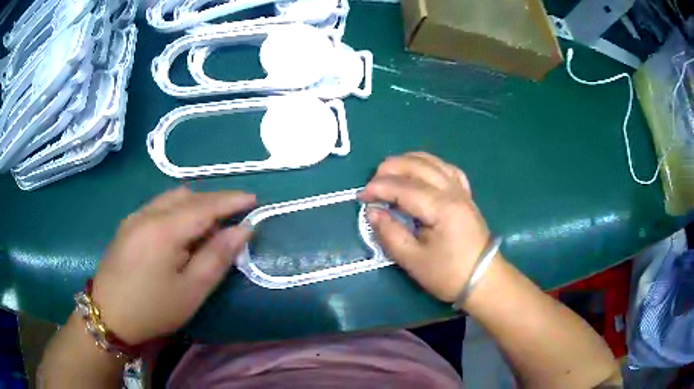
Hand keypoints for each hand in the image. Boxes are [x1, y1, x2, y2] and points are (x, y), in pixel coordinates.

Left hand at [91, 187, 255, 343]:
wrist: (108, 315)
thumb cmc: (153, 308)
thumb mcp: (191, 290)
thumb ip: (217, 257)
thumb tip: (241, 230)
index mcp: (165, 229)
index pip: (205, 205)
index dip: (231, 200)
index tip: (254, 199)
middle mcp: (148, 213)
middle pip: (188, 195)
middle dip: (214, 200)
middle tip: (234, 215)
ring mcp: (135, 216)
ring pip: (171, 197)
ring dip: (195, 203)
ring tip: (210, 223)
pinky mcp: (128, 224)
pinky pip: (159, 205)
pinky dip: (178, 209)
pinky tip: (181, 229)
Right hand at [360, 152, 490, 302]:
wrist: (483, 280)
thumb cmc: (448, 274)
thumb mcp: (413, 260)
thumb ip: (390, 233)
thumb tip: (372, 212)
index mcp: (441, 208)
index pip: (404, 187)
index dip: (378, 188)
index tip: (360, 197)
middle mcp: (453, 191)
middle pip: (418, 166)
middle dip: (390, 169)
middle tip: (372, 183)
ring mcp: (461, 191)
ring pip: (433, 162)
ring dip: (407, 162)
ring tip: (389, 172)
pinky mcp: (465, 195)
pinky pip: (446, 169)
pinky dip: (429, 165)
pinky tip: (420, 172)